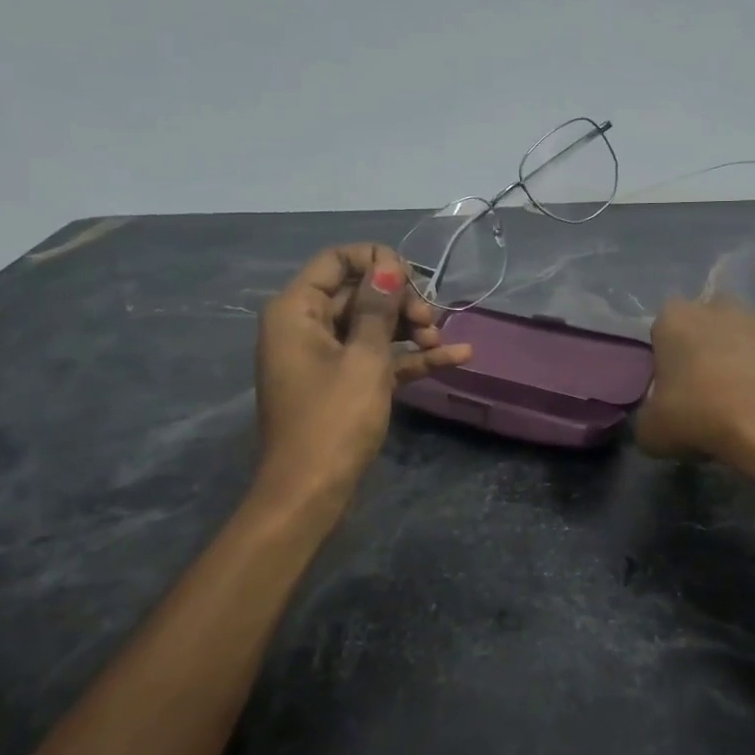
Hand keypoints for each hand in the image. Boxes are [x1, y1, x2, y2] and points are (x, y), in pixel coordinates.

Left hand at [254, 244, 471, 505]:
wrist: (310, 493)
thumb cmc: (333, 421)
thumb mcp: (363, 359)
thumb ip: (377, 308)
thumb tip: (389, 265)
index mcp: (297, 311)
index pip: (335, 261)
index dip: (376, 261)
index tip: (413, 276)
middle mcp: (306, 327)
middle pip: (358, 293)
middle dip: (400, 301)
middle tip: (431, 320)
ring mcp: (325, 358)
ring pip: (372, 327)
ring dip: (411, 329)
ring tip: (443, 342)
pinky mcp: (343, 385)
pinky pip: (378, 359)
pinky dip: (410, 358)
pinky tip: (457, 356)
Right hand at [635, 298, 754, 477]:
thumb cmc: (703, 418)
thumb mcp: (652, 430)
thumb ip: (649, 414)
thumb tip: (658, 417)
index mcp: (675, 319)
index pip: (663, 329)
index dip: (669, 357)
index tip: (675, 386)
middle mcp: (719, 306)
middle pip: (708, 324)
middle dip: (709, 347)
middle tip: (712, 390)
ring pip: (749, 333)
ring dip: (748, 355)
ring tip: (753, 397)